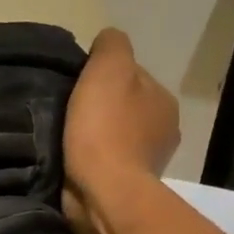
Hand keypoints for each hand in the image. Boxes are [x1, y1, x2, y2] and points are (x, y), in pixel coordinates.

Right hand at [62, 28, 179, 229]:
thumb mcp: (108, 69)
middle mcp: (165, 129)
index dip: (103, 77)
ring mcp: (150, 162)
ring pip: (117, 136)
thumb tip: (108, 40)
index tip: (79, 86)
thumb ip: (111, 46)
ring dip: (97, 136)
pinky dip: (94, 160)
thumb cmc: (106, 128)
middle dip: (102, 108)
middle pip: (126, 107)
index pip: (132, 76)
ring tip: (68, 138)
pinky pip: (109, 163)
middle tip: (70, 112)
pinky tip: (75, 161)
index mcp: (164, 99)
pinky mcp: (129, 187)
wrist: (104, 193)